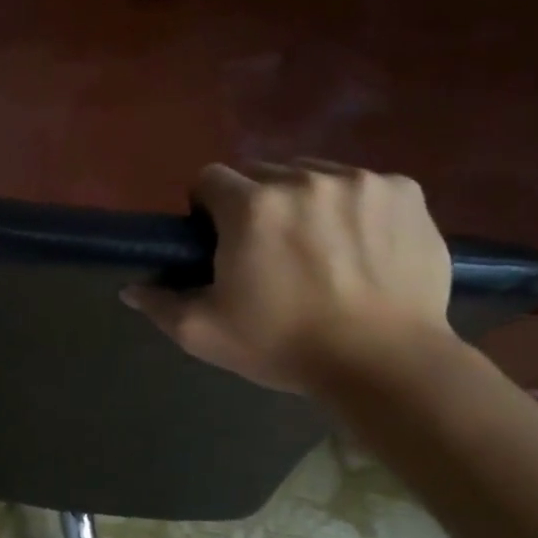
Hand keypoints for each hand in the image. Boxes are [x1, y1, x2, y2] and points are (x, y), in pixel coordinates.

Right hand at [123, 160, 453, 394]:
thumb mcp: (205, 333)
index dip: (207, 210)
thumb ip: (161, 304)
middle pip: (263, 174)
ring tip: (319, 249)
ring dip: (305, 202)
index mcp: (251, 206)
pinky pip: (365, 186)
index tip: (220, 243)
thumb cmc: (284, 345)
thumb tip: (131, 287)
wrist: (385, 363)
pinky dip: (356, 208)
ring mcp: (361, 181)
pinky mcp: (406, 192)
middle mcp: (304, 179)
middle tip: (268, 252)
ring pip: (314, 176)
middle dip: (257, 205)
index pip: (210, 179)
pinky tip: (363, 248)